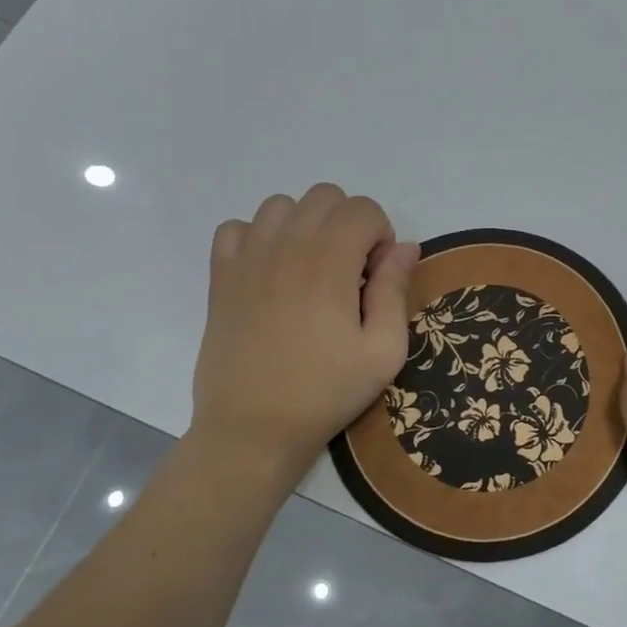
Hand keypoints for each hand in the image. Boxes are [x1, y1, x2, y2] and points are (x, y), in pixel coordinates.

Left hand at [188, 184, 418, 503]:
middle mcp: (286, 247)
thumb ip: (395, 290)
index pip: (363, 209)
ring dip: (305, 226)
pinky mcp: (221, 277)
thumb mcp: (383, 351)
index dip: (381, 237)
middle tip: (348, 273)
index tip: (375, 279)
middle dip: (348, 224)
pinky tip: (270, 272)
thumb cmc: (326, 392)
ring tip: (310, 270)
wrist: (252, 429)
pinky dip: (257, 237)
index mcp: (328, 262)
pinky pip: (236, 228)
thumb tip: (405, 247)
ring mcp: (247, 259)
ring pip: (280, 205)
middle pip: (325, 197)